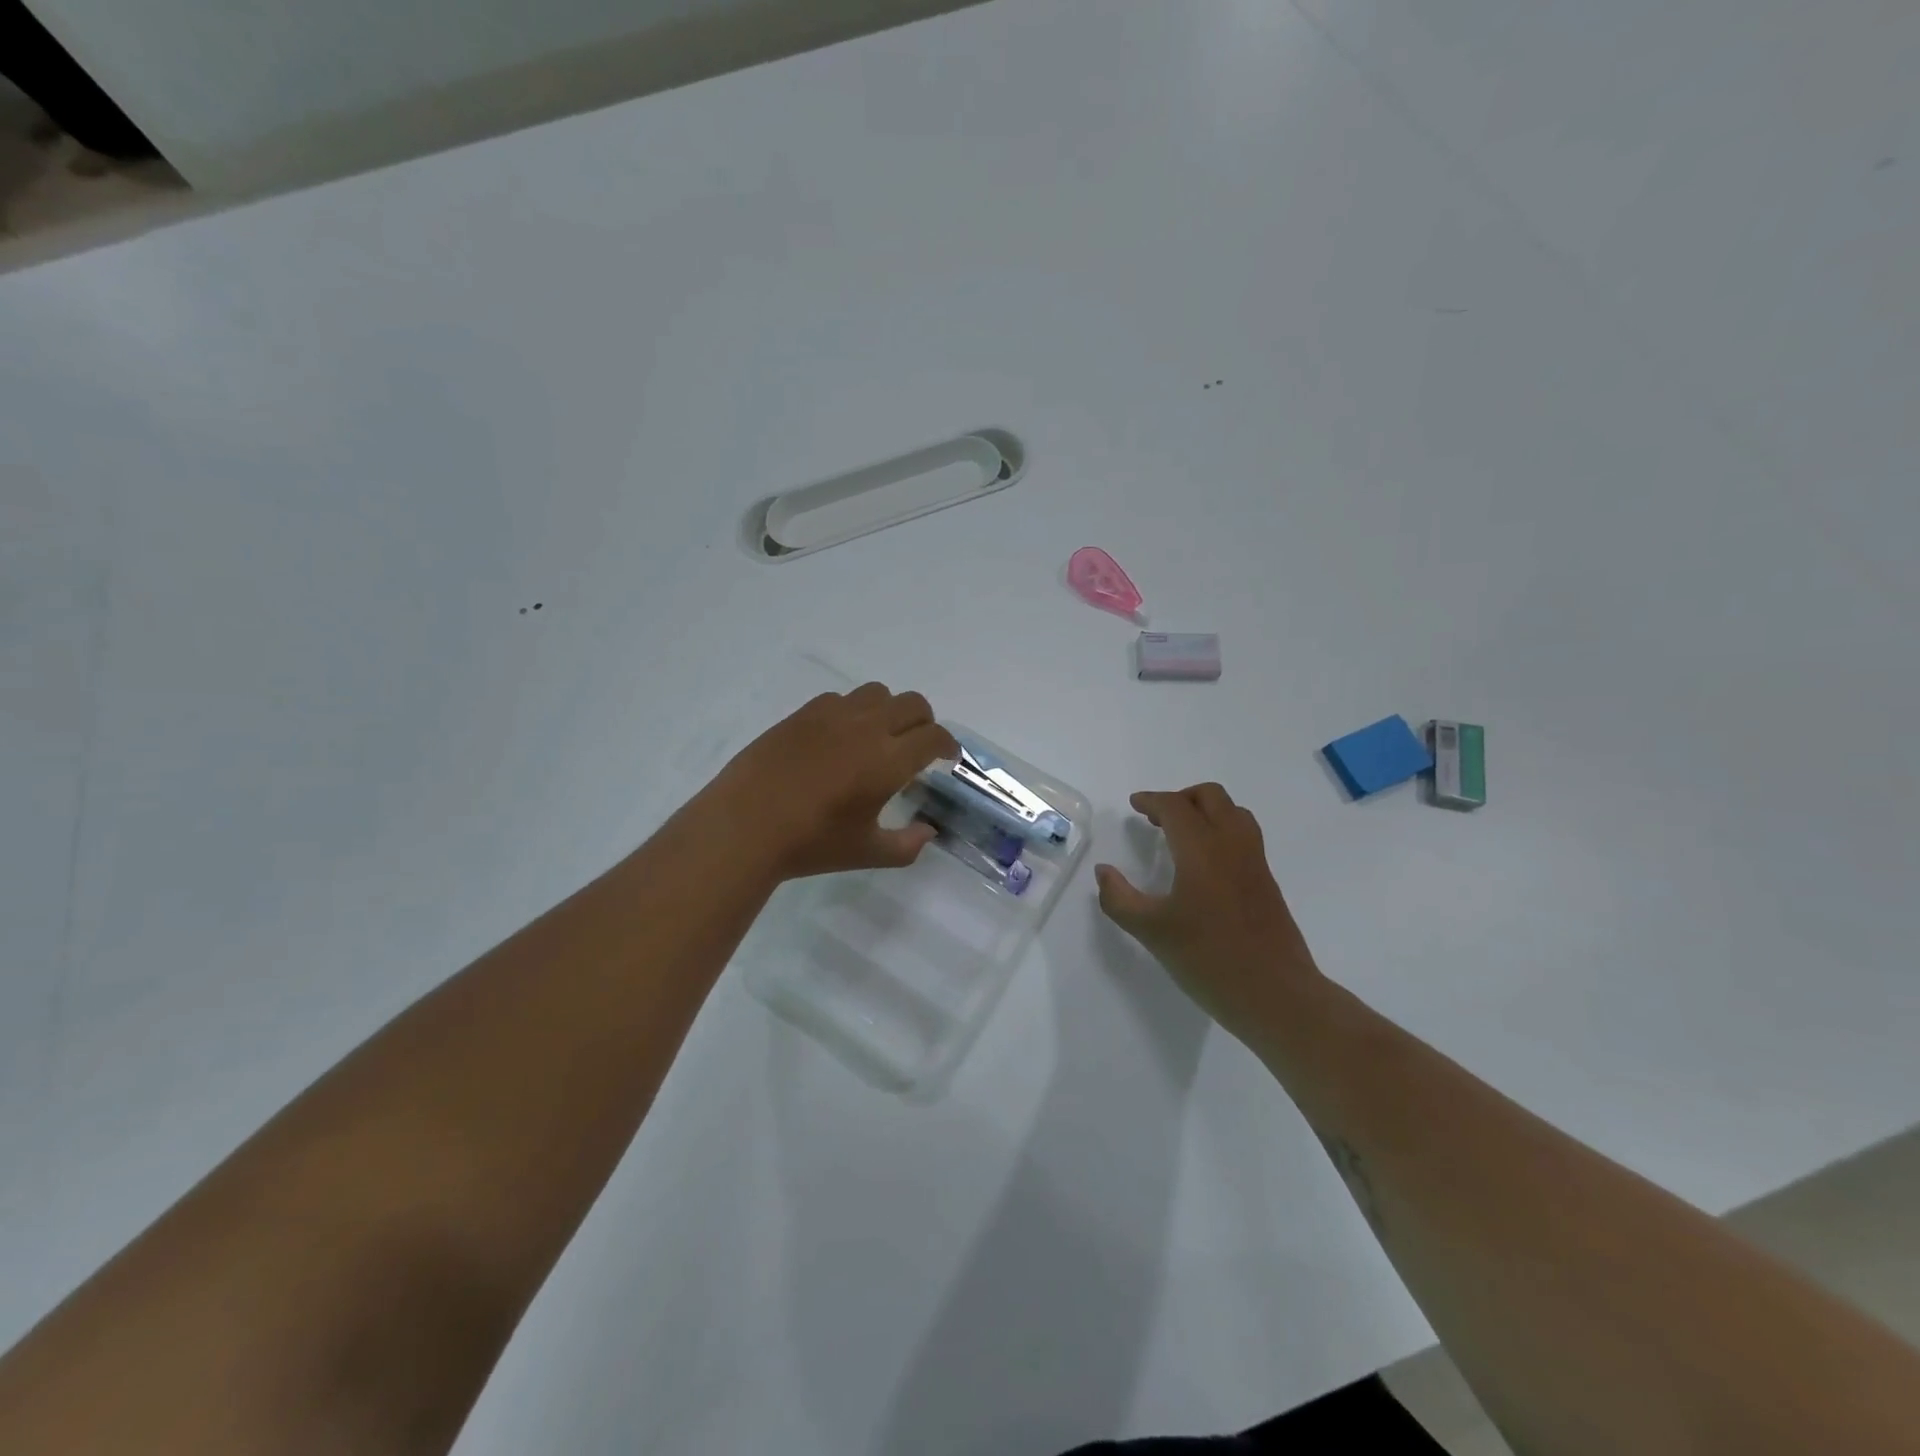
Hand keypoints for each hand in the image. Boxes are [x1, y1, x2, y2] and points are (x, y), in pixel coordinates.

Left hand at [703, 682, 958, 881]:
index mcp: (888, 761)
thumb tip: (927, 832)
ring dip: (890, 710)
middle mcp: (867, 728)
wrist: (745, 826)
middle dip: (925, 722)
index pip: (934, 737)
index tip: (946, 758)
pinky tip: (840, 737)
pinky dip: (853, 711)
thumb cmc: (811, 843)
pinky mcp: (803, 714)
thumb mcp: (866, 853)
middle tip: (918, 747)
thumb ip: (907, 845)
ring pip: (877, 693)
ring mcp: (832, 716)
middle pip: (913, 704)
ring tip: (879, 736)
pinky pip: (841, 698)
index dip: (947, 745)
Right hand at [1094, 784, 1321, 1043]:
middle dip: (1181, 798)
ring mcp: (1255, 862)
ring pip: (1233, 812)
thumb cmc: (1209, 959)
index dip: (1152, 800)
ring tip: (1181, 835)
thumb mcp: (1151, 932)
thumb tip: (1104, 872)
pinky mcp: (1267, 882)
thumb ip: (1119, 899)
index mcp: (1202, 849)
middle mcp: (1233, 845)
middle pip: (1211, 796)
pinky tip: (1204, 864)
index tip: (1134, 804)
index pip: (1175, 807)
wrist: (1277, 995)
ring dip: (1205, 811)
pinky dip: (1221, 831)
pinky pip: (1244, 836)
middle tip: (1156, 818)